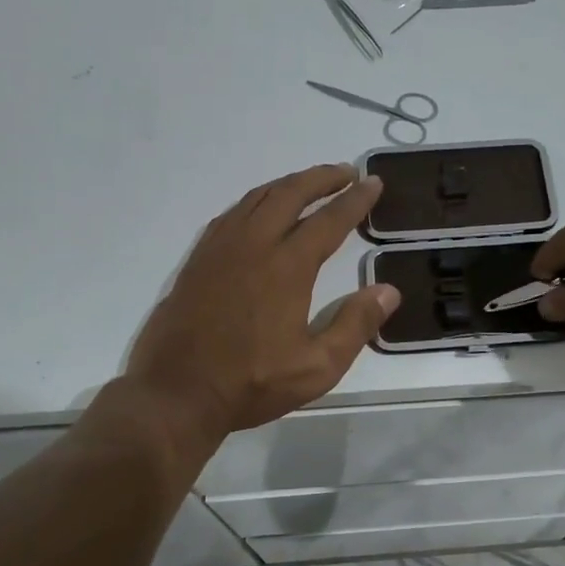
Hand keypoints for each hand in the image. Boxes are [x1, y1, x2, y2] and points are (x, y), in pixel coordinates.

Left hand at [125, 164, 401, 435]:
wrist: (176, 393)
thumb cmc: (251, 383)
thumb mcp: (317, 367)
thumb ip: (355, 326)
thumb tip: (388, 291)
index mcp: (286, 267)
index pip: (329, 220)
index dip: (355, 200)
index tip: (373, 183)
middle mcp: (253, 245)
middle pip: (290, 194)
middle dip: (322, 178)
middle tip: (347, 172)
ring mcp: (220, 248)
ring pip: (257, 197)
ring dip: (288, 184)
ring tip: (310, 184)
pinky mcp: (198, 259)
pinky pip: (232, 213)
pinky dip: (256, 201)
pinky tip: (262, 210)